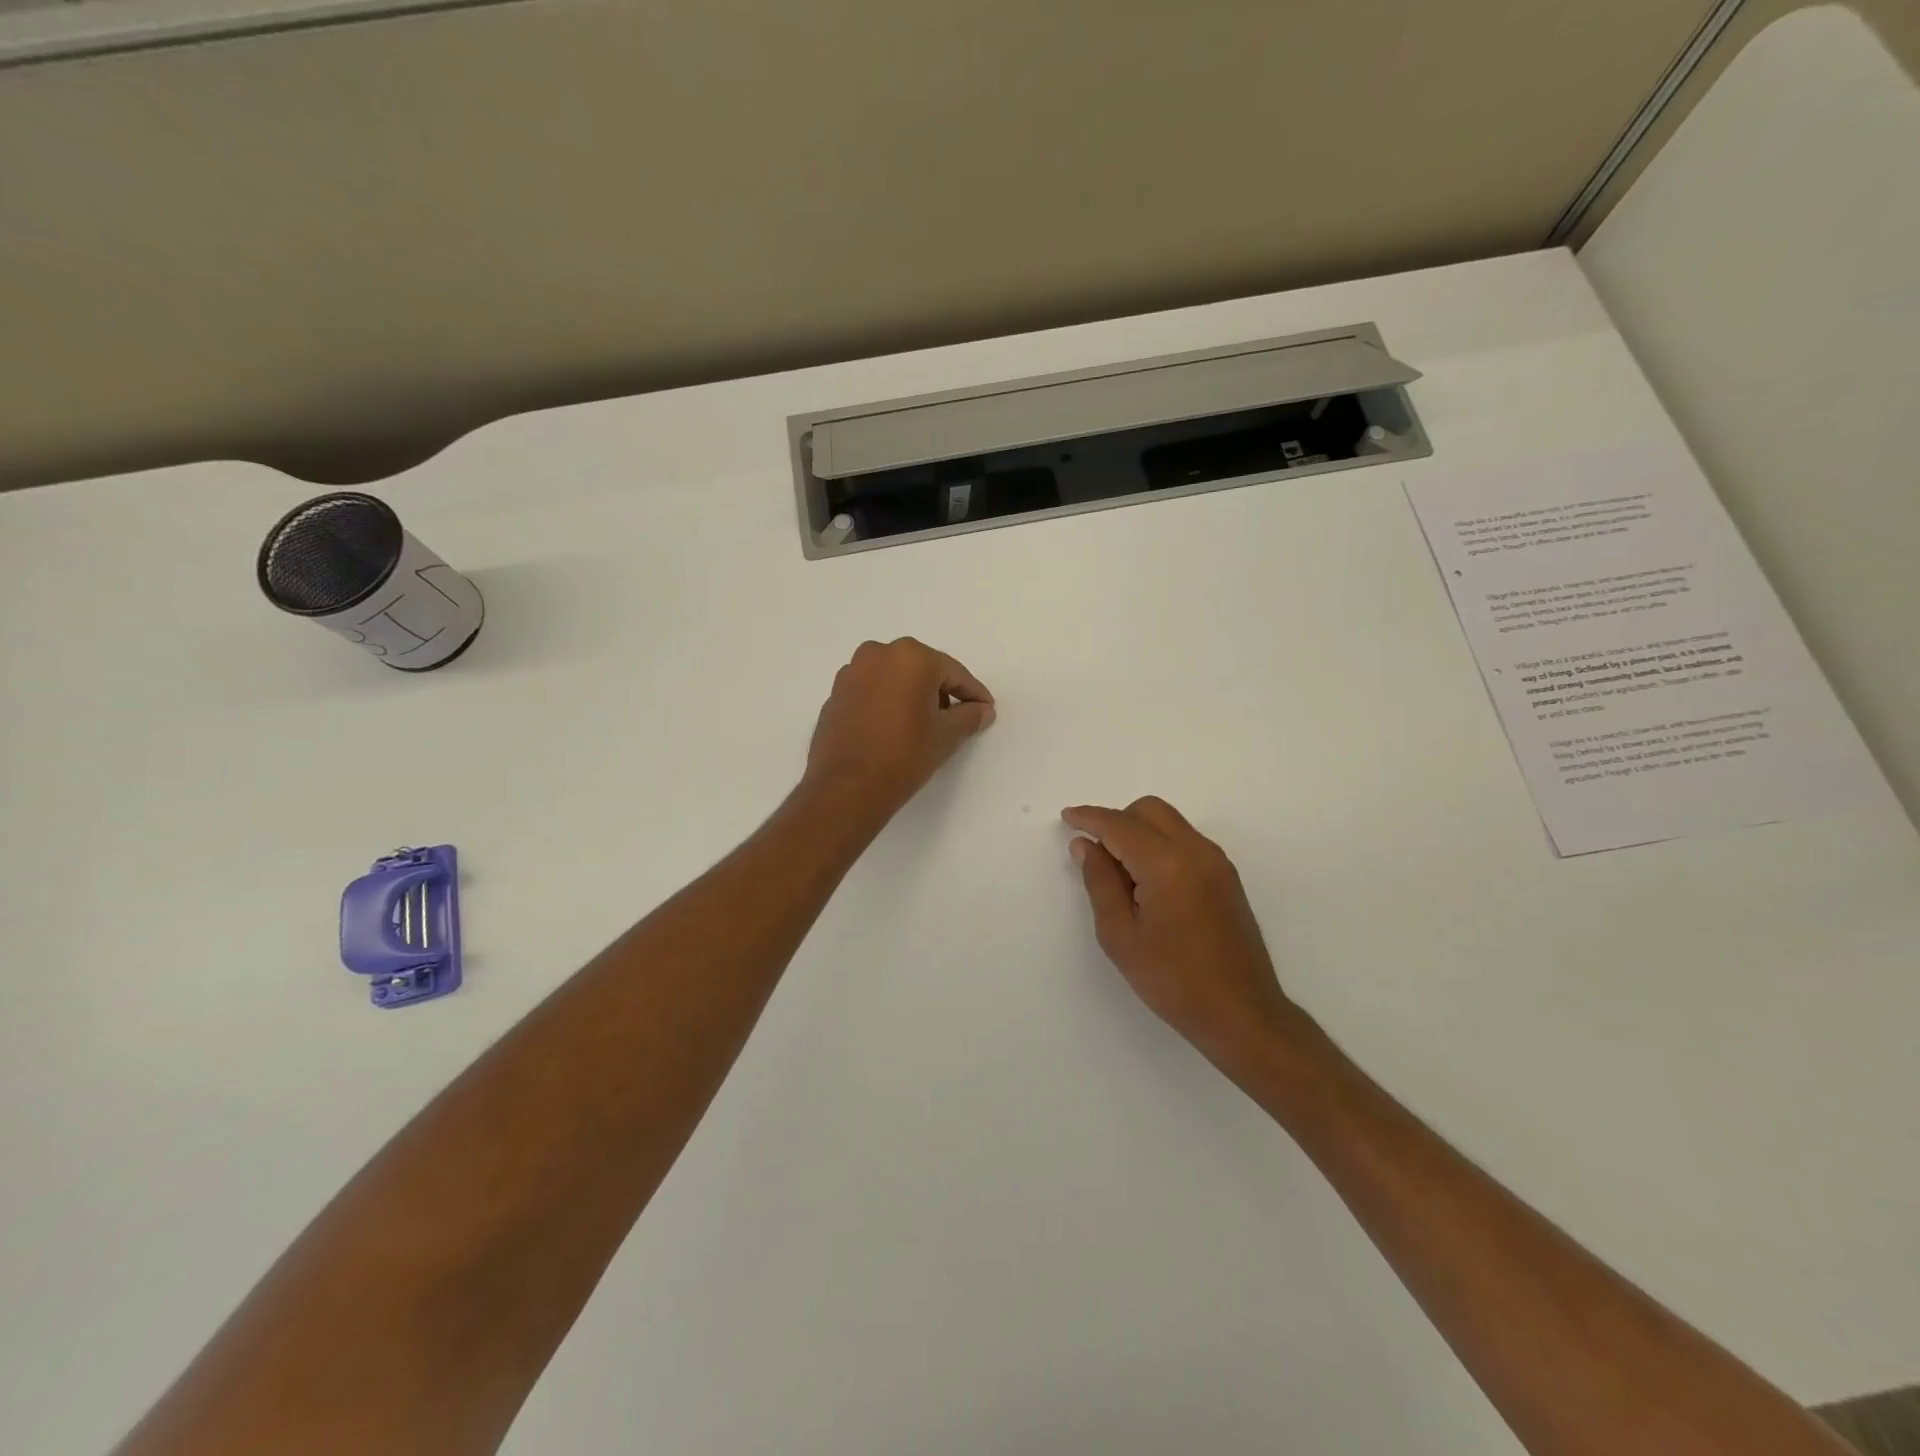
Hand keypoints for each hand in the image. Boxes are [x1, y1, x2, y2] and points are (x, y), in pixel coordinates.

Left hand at [805, 638, 994, 814]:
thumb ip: (969, 716)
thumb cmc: (905, 755)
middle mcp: (878, 654)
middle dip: (941, 692)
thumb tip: (983, 710)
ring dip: (911, 696)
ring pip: (894, 678)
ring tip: (923, 726)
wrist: (847, 788)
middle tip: (956, 718)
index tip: (986, 710)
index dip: (973, 693)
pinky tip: (893, 729)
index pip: (953, 673)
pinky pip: (871, 692)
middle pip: (921, 670)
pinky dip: (886, 703)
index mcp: (910, 657)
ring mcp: (851, 672)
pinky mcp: (835, 694)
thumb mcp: (947, 736)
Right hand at [1063, 797, 1301, 1070]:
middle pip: (1149, 810)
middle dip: (1117, 820)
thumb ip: (1100, 881)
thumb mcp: (1120, 935)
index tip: (1067, 817)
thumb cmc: (1172, 980)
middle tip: (1096, 852)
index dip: (1089, 817)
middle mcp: (1195, 850)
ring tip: (1120, 872)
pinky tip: (1148, 881)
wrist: (1241, 1013)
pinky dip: (1160, 844)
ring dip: (1139, 831)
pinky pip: (1185, 840)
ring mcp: (1216, 861)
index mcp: (1166, 863)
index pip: (1120, 825)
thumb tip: (1086, 845)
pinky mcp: (1226, 876)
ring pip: (1169, 822)